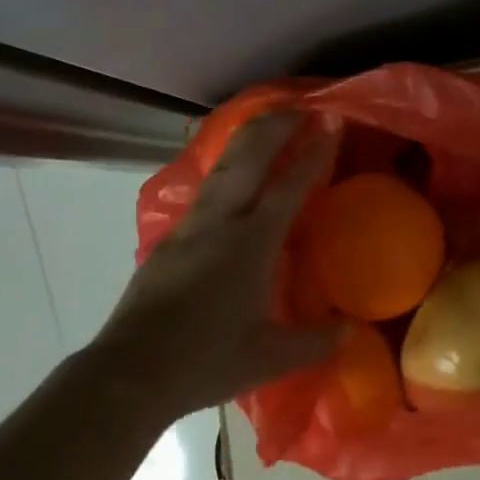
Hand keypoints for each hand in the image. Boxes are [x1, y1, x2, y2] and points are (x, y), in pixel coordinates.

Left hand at [91, 112, 338, 417]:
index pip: (289, 185)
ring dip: (248, 138)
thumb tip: (349, 332)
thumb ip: (313, 342)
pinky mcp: (170, 236)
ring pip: (223, 165)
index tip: (330, 123)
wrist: (129, 372)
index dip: (313, 153)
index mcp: (252, 243)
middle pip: (250, 158)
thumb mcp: (267, 357)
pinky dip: (226, 164)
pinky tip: (231, 170)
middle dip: (276, 127)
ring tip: (267, 121)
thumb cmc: (204, 361)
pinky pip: (206, 185)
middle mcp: (222, 221)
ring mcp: (192, 224)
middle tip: (300, 107)